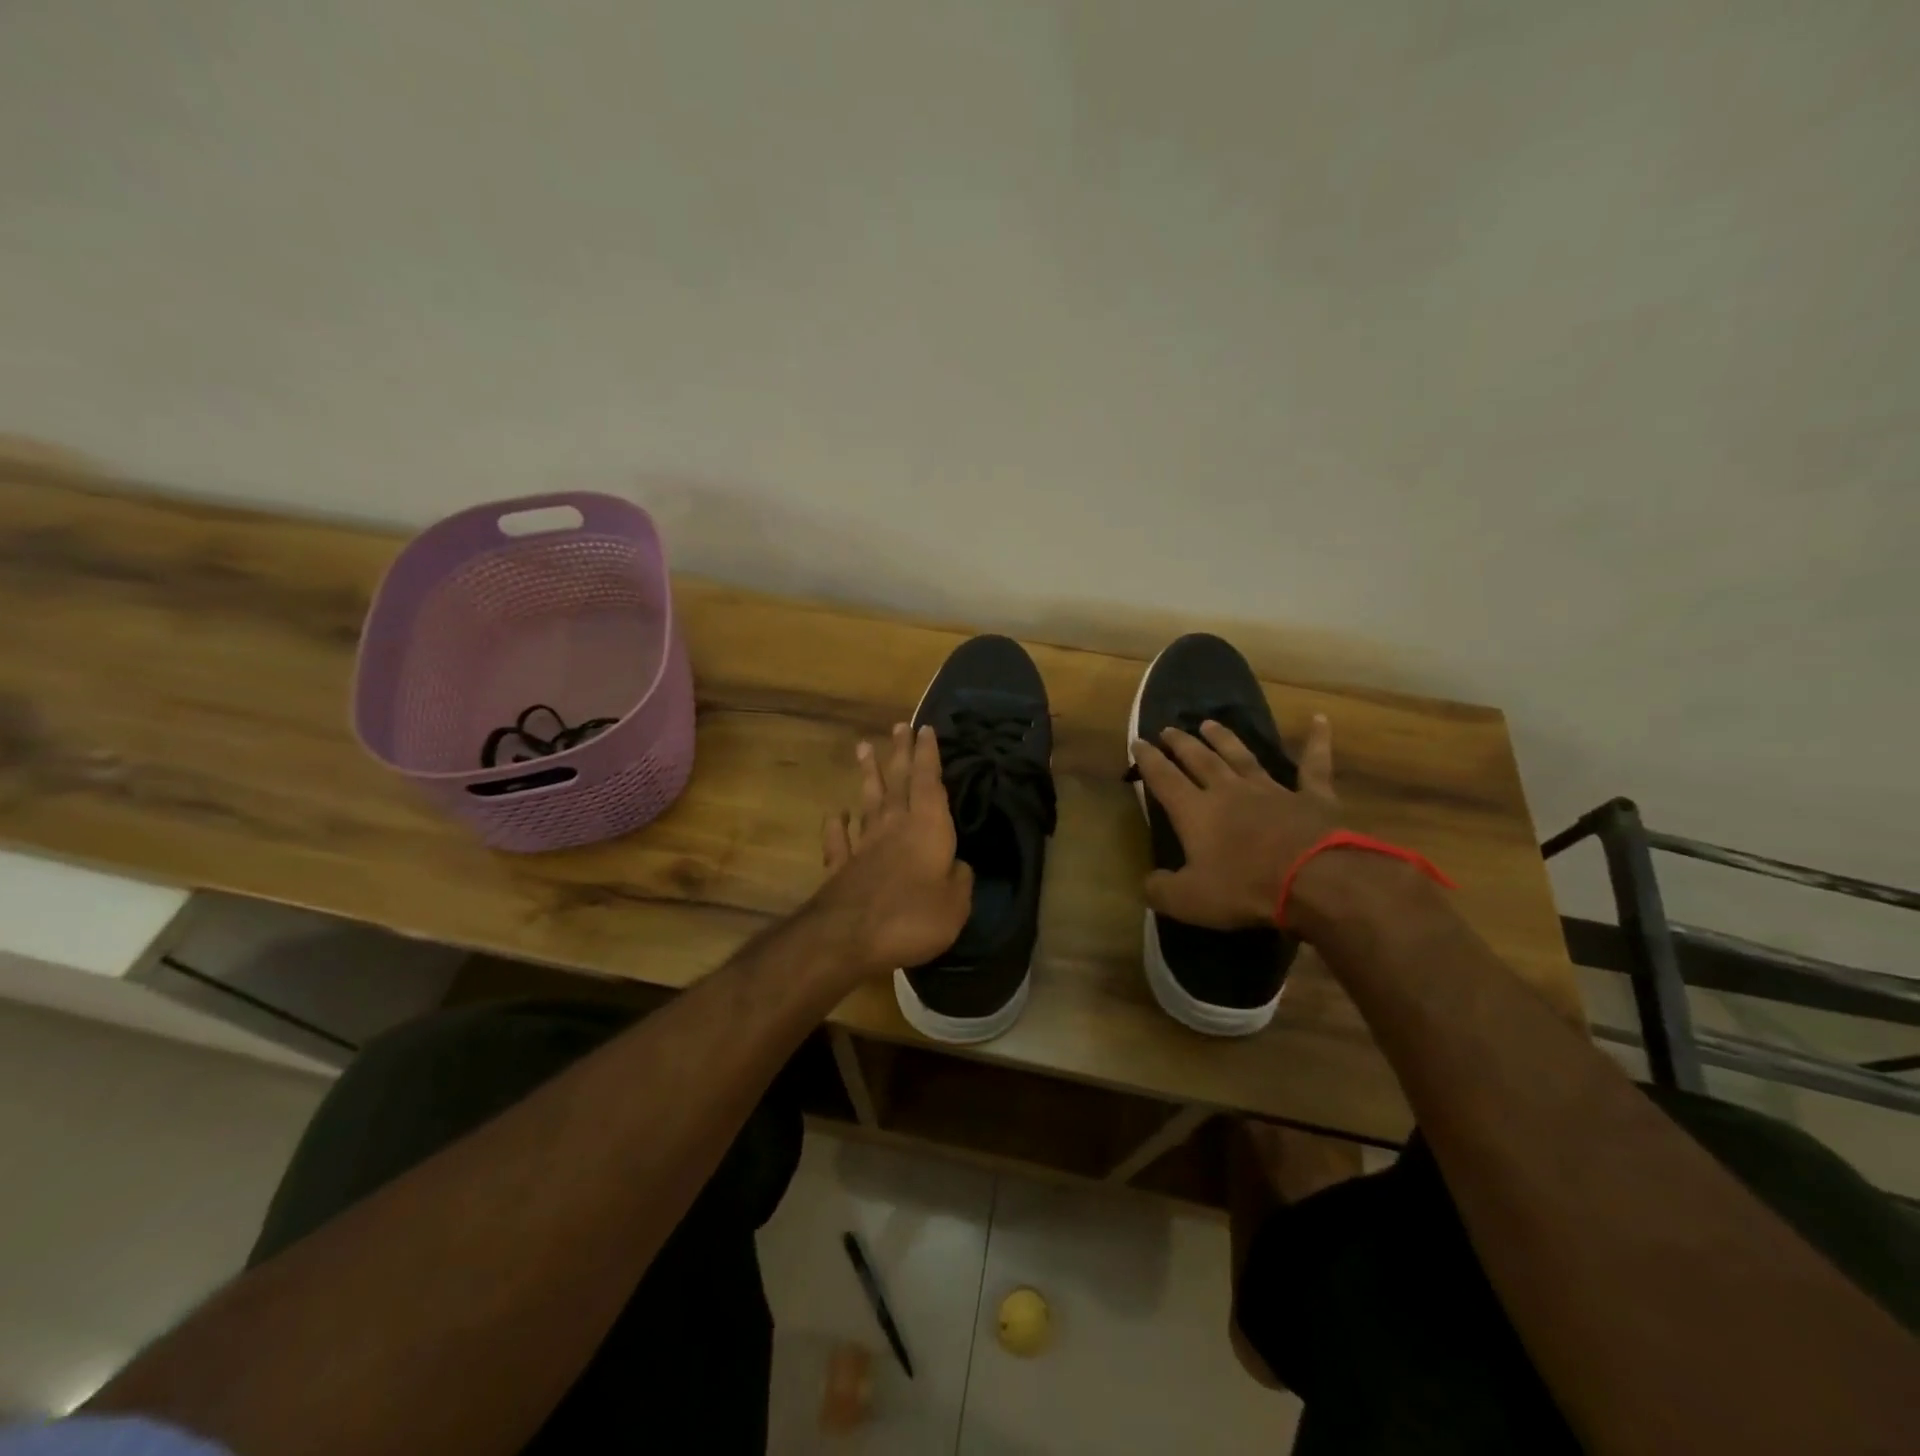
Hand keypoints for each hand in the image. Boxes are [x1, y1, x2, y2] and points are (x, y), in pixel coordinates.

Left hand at [813, 723, 974, 976]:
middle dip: (900, 753)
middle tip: (899, 726)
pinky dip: (836, 825)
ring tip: (863, 748)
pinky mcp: (841, 867)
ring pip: (868, 801)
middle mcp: (894, 826)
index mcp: (927, 828)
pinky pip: (839, 840)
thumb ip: (960, 881)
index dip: (928, 755)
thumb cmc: (912, 916)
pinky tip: (836, 813)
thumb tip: (958, 867)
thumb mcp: (956, 905)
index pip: (930, 782)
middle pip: (898, 782)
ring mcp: (864, 845)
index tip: (925, 729)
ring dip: (868, 775)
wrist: (848, 937)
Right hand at [1130, 714, 1338, 930]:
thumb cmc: (1245, 887)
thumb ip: (1161, 889)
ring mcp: (1272, 790)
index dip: (1148, 760)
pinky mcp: (1312, 797)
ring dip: (1225, 739)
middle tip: (1169, 728)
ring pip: (1242, 757)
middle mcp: (1229, 791)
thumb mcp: (1190, 900)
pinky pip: (1313, 765)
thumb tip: (1147, 883)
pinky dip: (1316, 741)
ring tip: (1209, 723)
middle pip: (1200, 760)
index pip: (1164, 779)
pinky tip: (1319, 719)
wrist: (1315, 879)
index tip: (1138, 742)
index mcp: (1196, 812)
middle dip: (1182, 744)